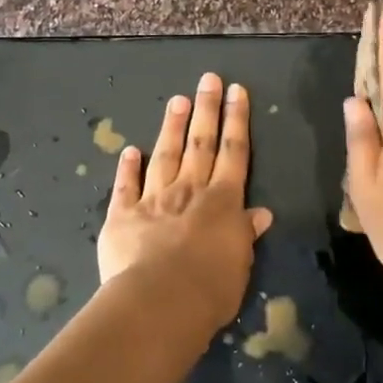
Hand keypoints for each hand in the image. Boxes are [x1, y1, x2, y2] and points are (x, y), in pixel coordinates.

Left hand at [97, 72, 273, 335]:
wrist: (159, 302)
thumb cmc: (210, 289)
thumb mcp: (240, 264)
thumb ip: (245, 235)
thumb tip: (260, 214)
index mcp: (223, 202)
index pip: (234, 152)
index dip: (236, 120)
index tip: (237, 91)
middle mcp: (190, 191)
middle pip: (201, 143)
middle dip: (207, 109)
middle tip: (209, 79)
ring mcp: (154, 199)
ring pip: (166, 155)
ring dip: (172, 126)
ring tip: (178, 100)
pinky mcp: (123, 216)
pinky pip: (126, 186)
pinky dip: (127, 167)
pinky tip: (130, 150)